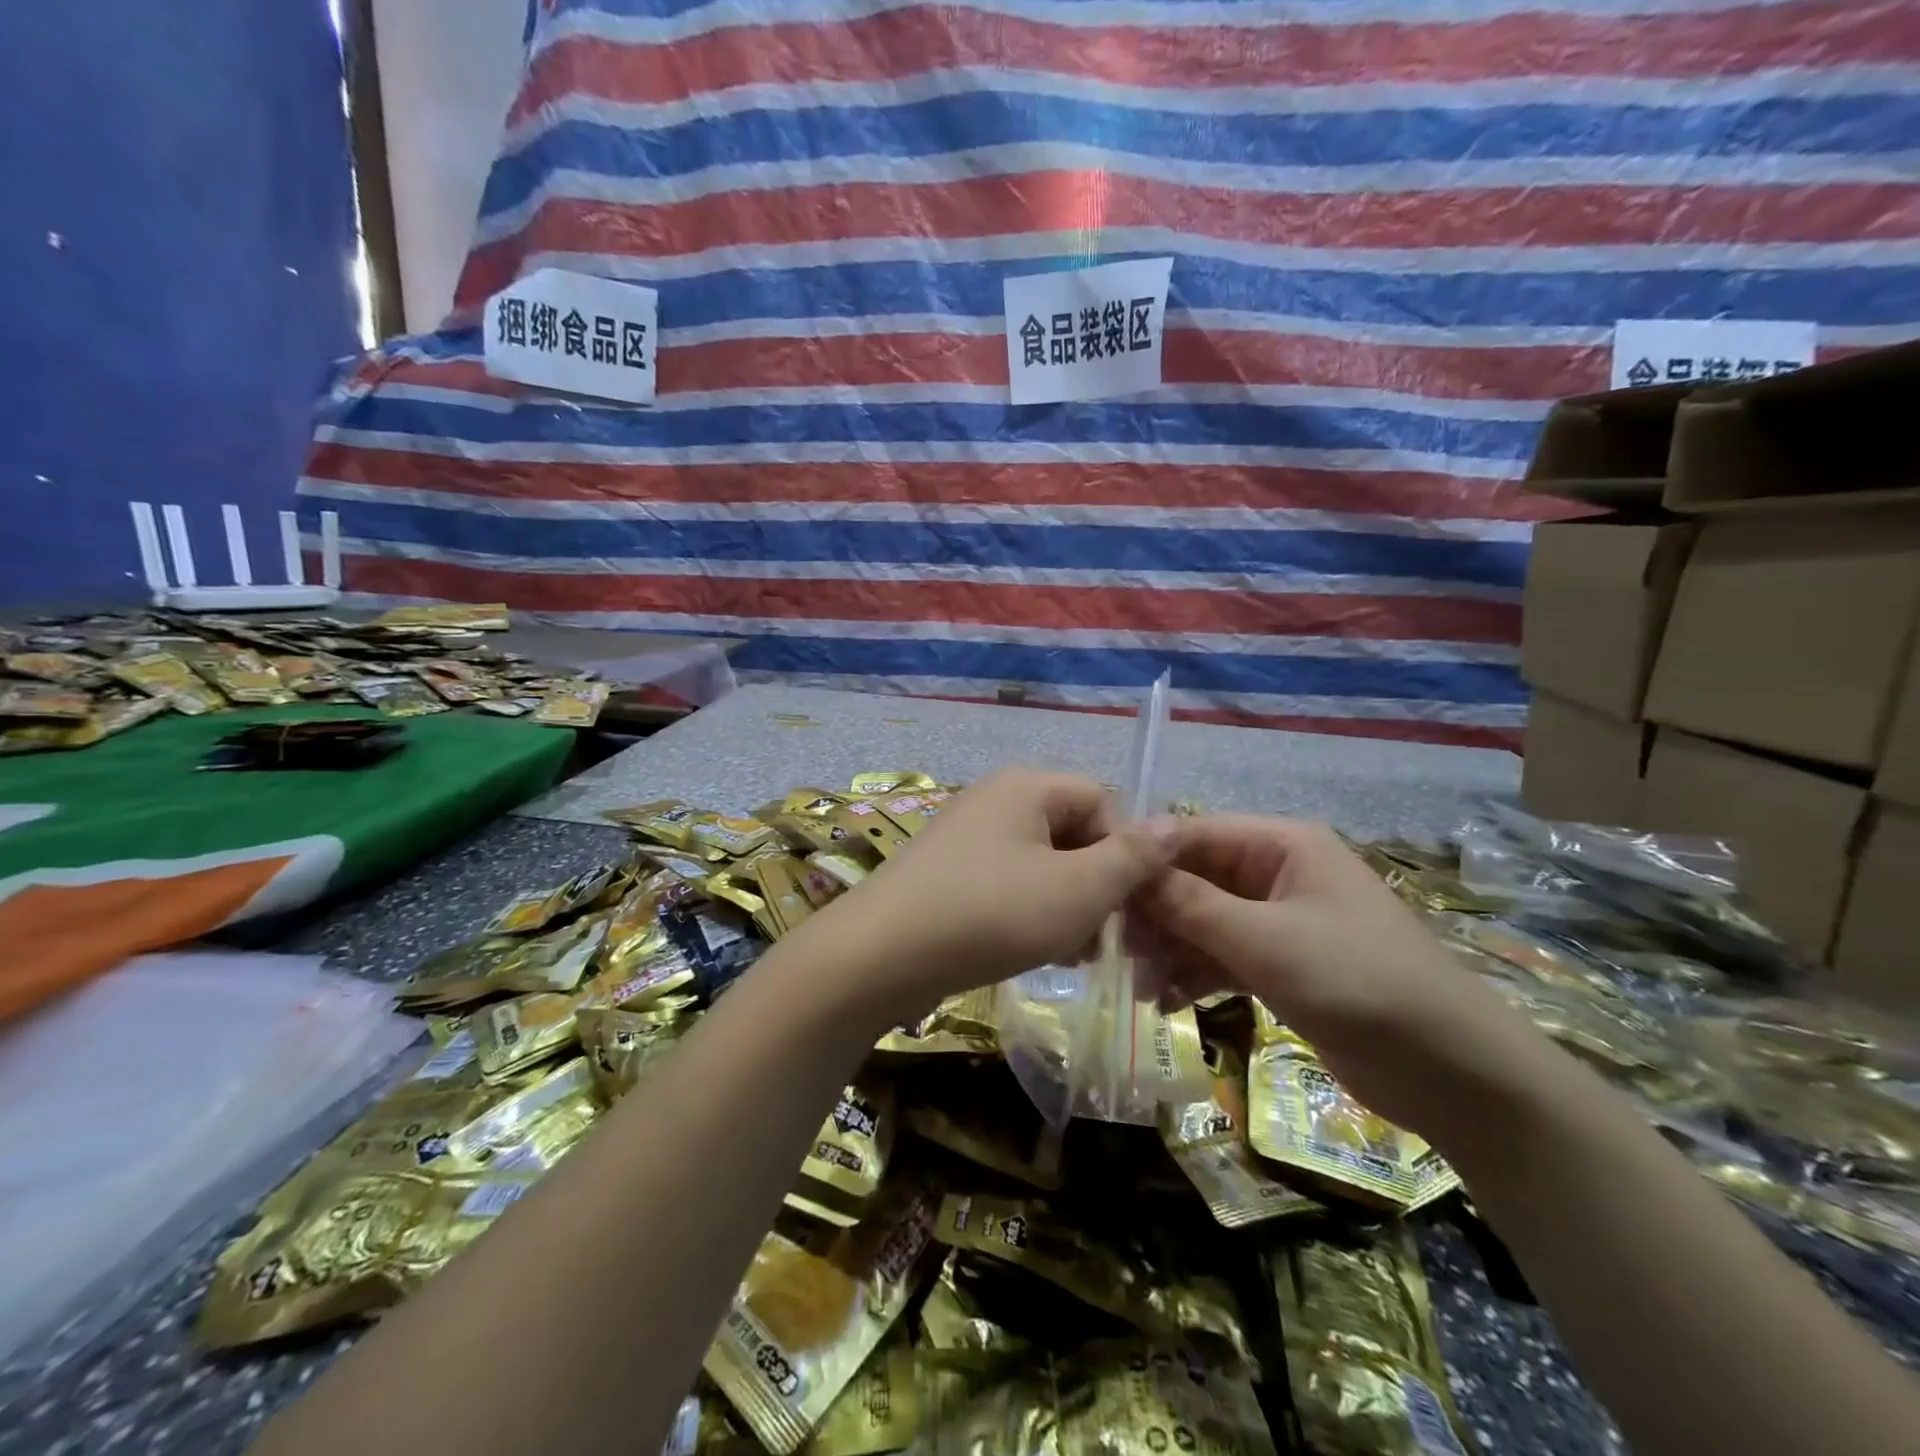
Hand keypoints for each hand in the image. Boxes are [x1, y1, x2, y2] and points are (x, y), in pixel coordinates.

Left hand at [807, 768, 1179, 1026]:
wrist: (881, 956)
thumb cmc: (991, 913)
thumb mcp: (1078, 889)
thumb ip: (1133, 857)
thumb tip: (1176, 821)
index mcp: (1028, 786)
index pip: (1103, 801)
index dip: (1125, 851)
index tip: (1129, 905)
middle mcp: (996, 799)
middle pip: (1072, 832)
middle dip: (1097, 885)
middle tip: (1105, 939)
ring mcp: (967, 836)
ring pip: (1042, 864)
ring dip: (1068, 905)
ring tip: (1075, 954)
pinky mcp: (948, 873)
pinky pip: (1008, 882)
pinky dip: (1031, 912)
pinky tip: (1038, 952)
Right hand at [1134, 814, 1554, 1138]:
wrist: (1451, 1070)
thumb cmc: (1356, 981)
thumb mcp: (1265, 940)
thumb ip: (1191, 904)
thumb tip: (1129, 868)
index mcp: (1282, 845)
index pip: (1194, 834)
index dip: (1147, 859)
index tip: (1100, 890)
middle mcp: (1278, 872)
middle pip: (1195, 879)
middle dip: (1156, 913)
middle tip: (1118, 950)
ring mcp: (1280, 920)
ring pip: (1204, 921)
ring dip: (1171, 949)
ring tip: (1142, 986)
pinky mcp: (1283, 964)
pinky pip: (1223, 955)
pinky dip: (1195, 974)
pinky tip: (1167, 1002)